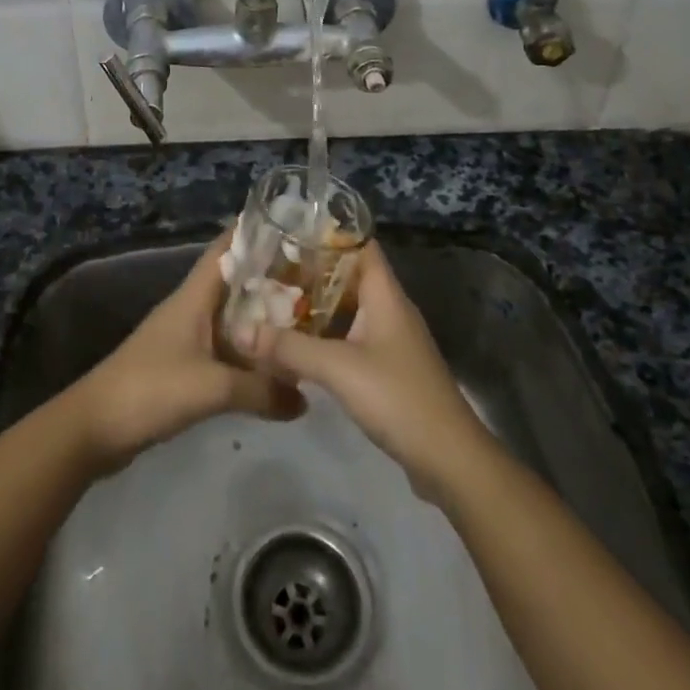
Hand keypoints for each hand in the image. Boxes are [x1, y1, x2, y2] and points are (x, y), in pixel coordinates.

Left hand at [69, 227, 303, 473]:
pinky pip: (225, 348)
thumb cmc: (151, 389)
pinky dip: (248, 349)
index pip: (225, 250)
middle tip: (313, 275)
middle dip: (269, 276)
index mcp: (193, 297)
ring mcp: (186, 338)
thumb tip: (305, 397)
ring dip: (261, 315)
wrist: (96, 427)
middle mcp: (191, 309)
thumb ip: (261, 389)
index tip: (289, 223)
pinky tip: (273, 362)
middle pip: (234, 282)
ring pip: (231, 316)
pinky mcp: (184, 367)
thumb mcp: (212, 388)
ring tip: (304, 315)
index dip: (252, 232)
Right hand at [245, 241, 493, 502]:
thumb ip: (289, 347)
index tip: (288, 231)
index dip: (327, 233)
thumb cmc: (397, 397)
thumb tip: (240, 331)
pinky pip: (350, 337)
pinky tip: (296, 344)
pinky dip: (324, 335)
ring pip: (347, 309)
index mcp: (385, 294)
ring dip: (314, 306)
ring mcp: (389, 340)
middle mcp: (389, 309)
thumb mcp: (338, 368)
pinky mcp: (386, 368)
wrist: (448, 458)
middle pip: (348, 276)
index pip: (360, 245)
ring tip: (273, 301)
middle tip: (268, 269)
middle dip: (310, 272)